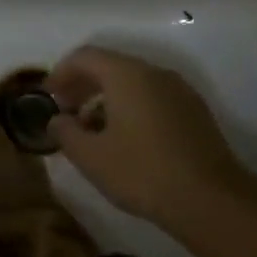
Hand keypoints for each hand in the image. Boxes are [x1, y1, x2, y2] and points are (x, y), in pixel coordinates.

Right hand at [47, 45, 248, 233]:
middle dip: (82, 85)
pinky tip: (123, 139)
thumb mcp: (90, 156)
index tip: (47, 96)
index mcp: (127, 76)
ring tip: (91, 130)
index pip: (86, 57)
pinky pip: (153, 98)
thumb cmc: (141, 172)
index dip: (60, 72)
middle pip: (111, 66)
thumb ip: (65, 132)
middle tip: (64, 112)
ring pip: (134, 83)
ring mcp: (180, 91)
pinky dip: (130, 108)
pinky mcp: (194, 112)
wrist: (209, 199)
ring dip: (106, 99)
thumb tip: (56, 120)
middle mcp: (156, 74)